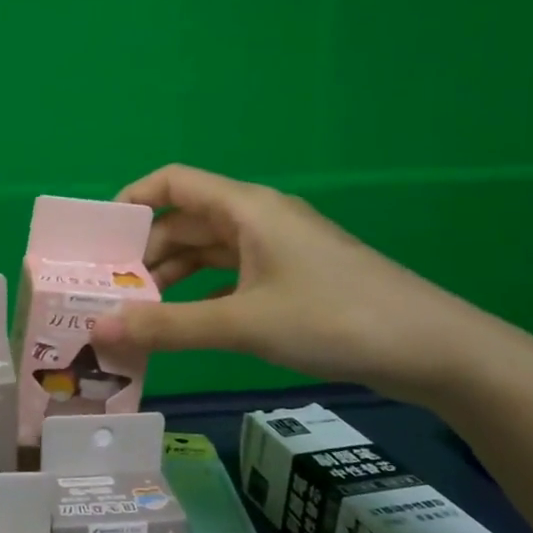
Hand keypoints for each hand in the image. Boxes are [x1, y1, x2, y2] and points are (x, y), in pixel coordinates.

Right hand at [89, 164, 497, 403]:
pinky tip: (183, 323)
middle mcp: (258, 219)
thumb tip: (97, 329)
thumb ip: (167, 327)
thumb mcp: (242, 323)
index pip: (173, 182)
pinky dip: (202, 294)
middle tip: (109, 289)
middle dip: (145, 252)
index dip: (131, 200)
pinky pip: (231, 276)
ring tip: (137, 311)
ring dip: (173, 276)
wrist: (435, 350)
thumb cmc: (333, 318)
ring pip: (208, 251)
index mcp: (246, 208)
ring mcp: (278, 249)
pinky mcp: (292, 278)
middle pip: (186, 220)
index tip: (99, 238)